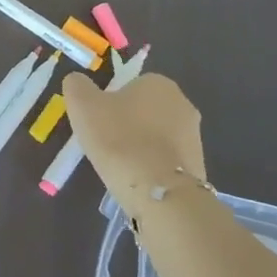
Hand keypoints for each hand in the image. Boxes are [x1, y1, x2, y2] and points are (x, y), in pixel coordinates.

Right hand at [61, 71, 208, 219]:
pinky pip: (166, 162)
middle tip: (106, 145)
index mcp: (159, 83)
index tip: (98, 124)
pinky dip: (153, 168)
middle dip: (128, 125)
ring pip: (156, 137)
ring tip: (122, 168)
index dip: (110, 104)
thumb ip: (77, 86)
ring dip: (141, 147)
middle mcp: (183, 104)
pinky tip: (139, 182)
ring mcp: (195, 137)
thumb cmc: (119, 139)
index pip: (129, 86)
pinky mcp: (198, 167)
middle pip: (144, 111)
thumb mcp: (82, 104)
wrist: (159, 194)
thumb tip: (79, 82)